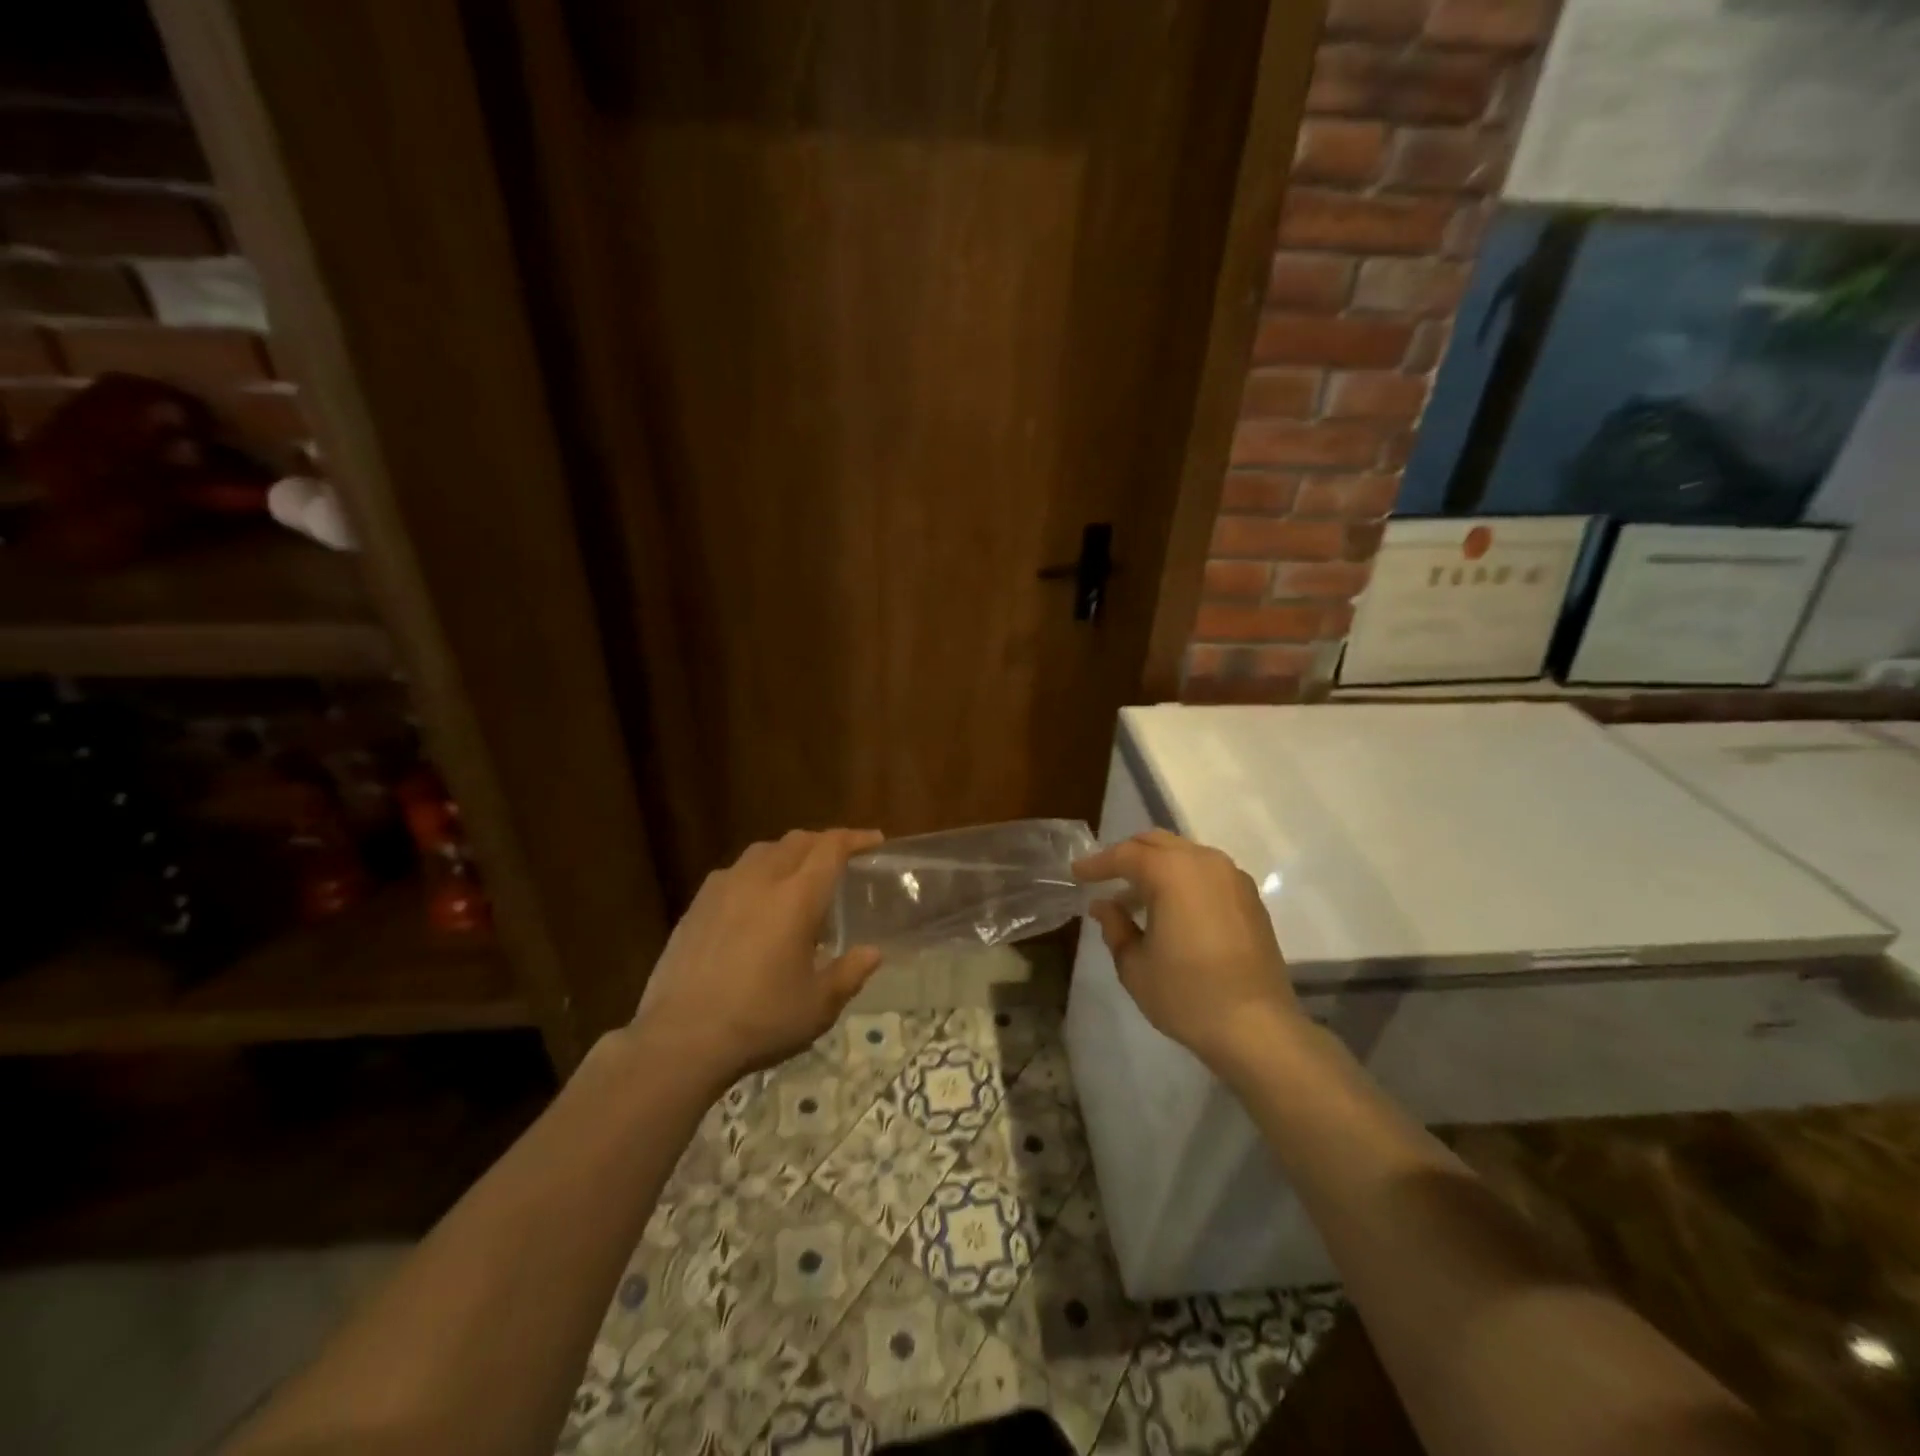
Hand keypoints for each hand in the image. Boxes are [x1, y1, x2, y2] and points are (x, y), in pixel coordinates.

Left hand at [630, 828, 884, 1092]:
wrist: (681, 1039)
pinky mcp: (696, 906)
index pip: (831, 849)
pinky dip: (756, 873)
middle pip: (797, 841)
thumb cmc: (761, 1020)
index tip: (874, 840)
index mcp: (797, 898)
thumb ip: (850, 973)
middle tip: (840, 858)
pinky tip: (754, 901)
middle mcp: (760, 880)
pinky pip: (734, 873)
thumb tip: (872, 953)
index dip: (856, 839)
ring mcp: (722, 889)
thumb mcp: (818, 1006)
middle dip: (823, 842)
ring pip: (762, 852)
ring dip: (787, 853)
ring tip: (797, 876)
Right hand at [1073, 829, 1303, 1074]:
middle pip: (1157, 843)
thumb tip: (1104, 905)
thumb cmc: (1186, 995)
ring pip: (1185, 855)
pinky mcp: (1250, 899)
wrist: (1257, 1028)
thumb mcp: (1134, 965)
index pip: (1125, 855)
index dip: (1097, 863)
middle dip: (1128, 855)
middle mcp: (1204, 862)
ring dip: (1157, 867)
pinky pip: (1207, 873)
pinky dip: (1183, 880)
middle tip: (1105, 877)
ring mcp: (1233, 878)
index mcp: (1172, 872)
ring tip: (1136, 898)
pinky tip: (1172, 910)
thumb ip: (1115, 926)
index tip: (1077, 874)